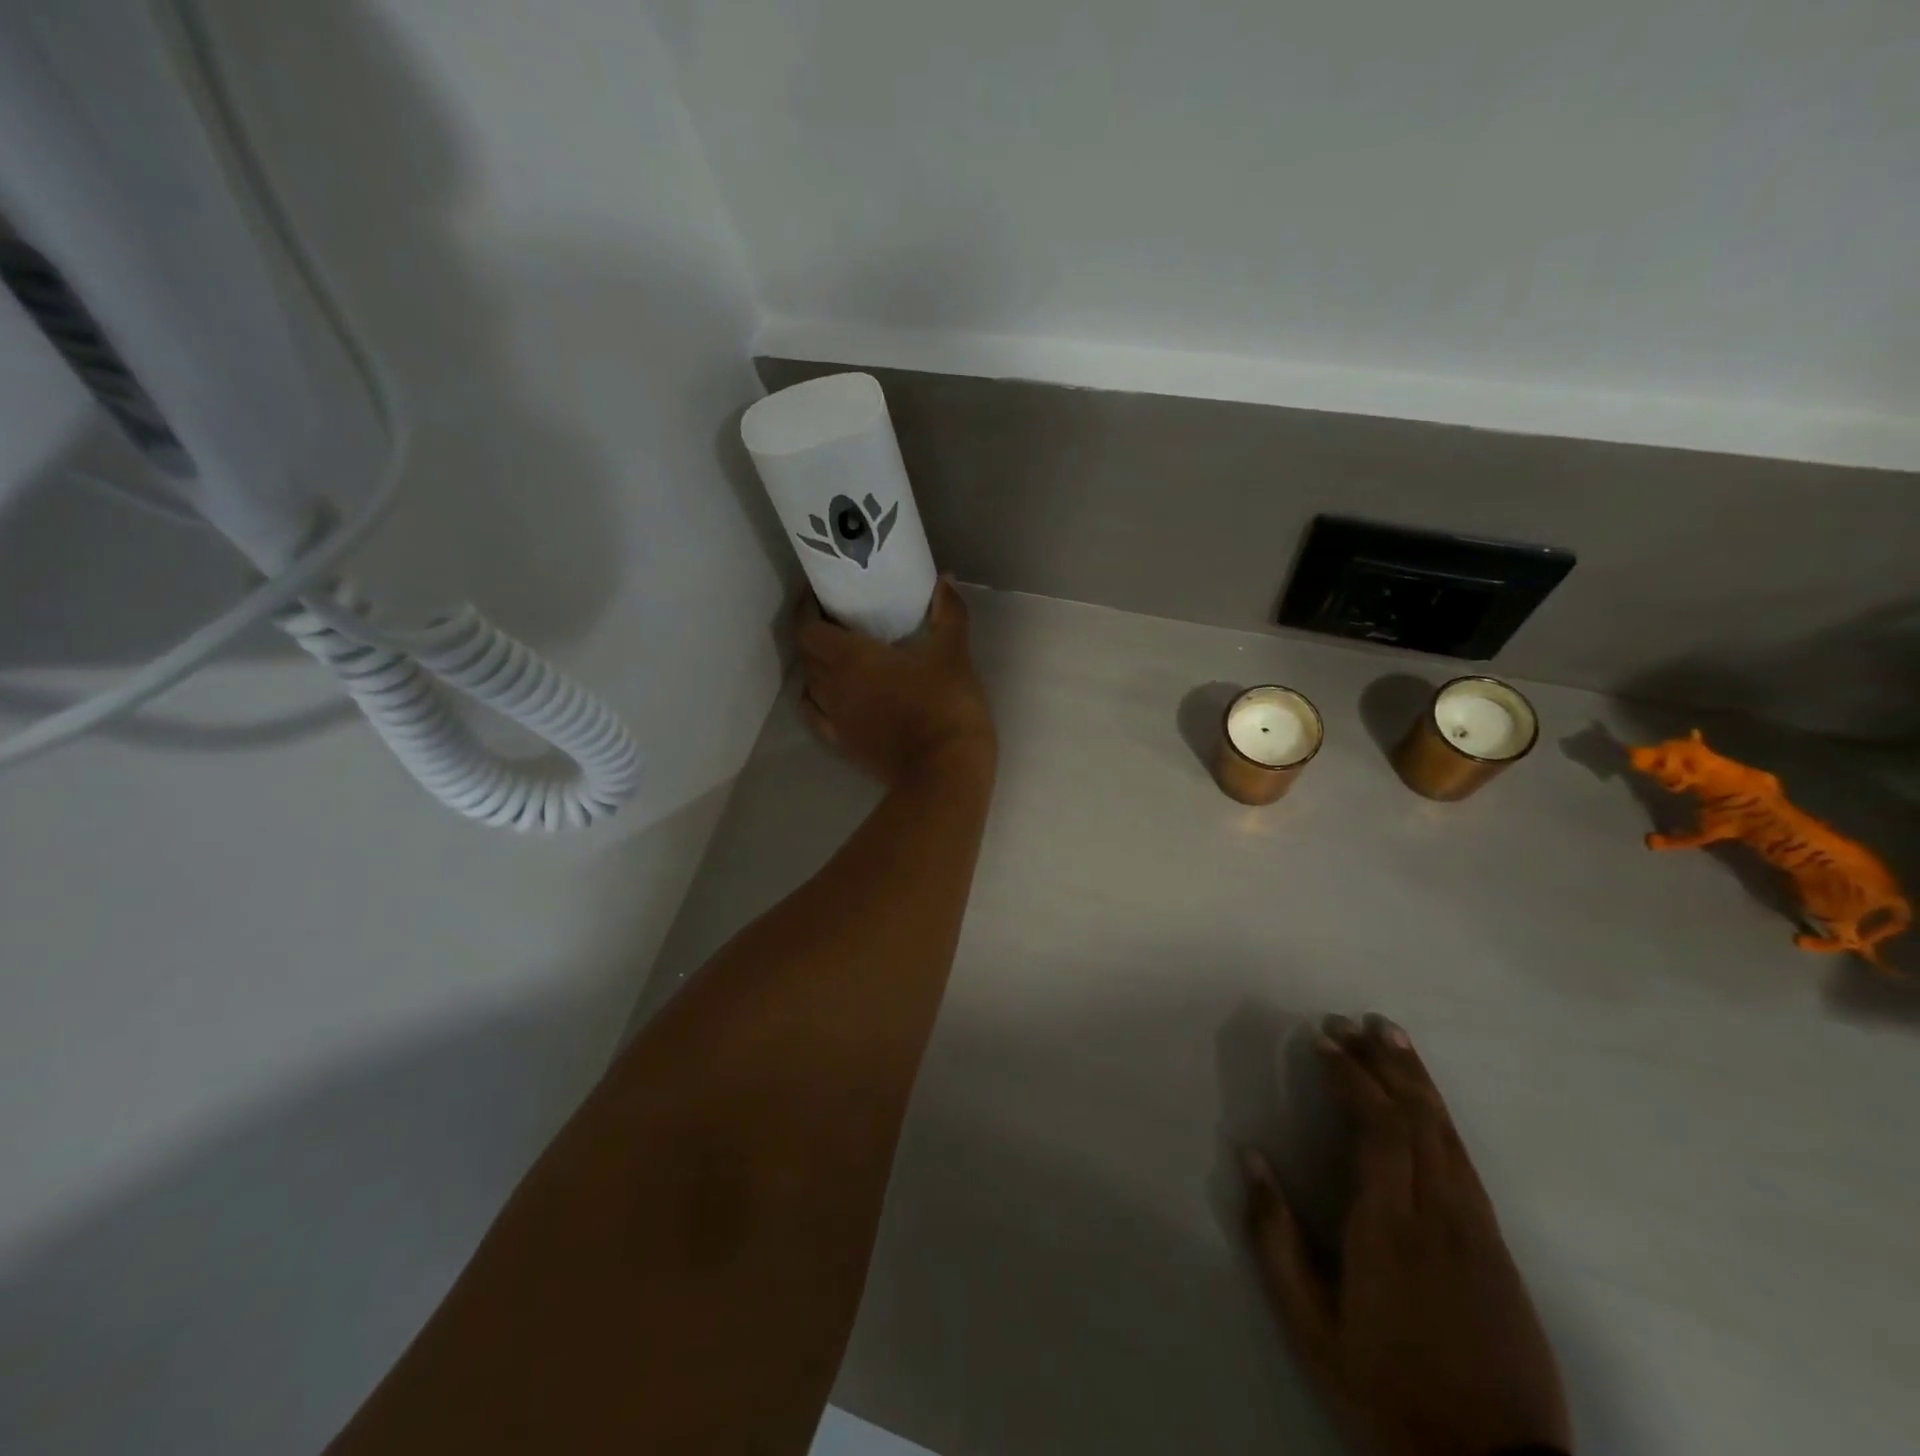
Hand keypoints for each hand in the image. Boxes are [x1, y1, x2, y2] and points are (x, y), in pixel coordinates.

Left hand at [795, 578, 995, 786]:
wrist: (944, 772)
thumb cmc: (945, 706)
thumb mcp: (953, 654)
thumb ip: (949, 614)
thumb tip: (945, 579)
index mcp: (851, 658)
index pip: (808, 628)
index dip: (807, 610)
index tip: (819, 598)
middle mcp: (832, 686)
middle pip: (807, 655)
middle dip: (815, 636)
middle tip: (838, 624)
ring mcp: (835, 720)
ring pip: (810, 686)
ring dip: (817, 669)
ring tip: (838, 660)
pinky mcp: (843, 746)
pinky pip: (817, 718)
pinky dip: (819, 702)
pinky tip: (834, 699)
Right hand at [1244, 1015, 1571, 1455]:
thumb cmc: (1385, 1392)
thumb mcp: (1311, 1328)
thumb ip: (1275, 1238)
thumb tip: (1252, 1157)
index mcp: (1388, 1230)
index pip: (1377, 1127)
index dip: (1352, 1074)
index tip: (1323, 1038)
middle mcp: (1439, 1217)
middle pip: (1416, 1117)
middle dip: (1384, 1061)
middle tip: (1355, 1021)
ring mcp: (1477, 1231)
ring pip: (1448, 1133)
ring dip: (1418, 1078)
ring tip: (1392, 1036)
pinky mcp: (1499, 1249)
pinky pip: (1466, 1162)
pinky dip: (1441, 1117)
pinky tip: (1426, 1101)